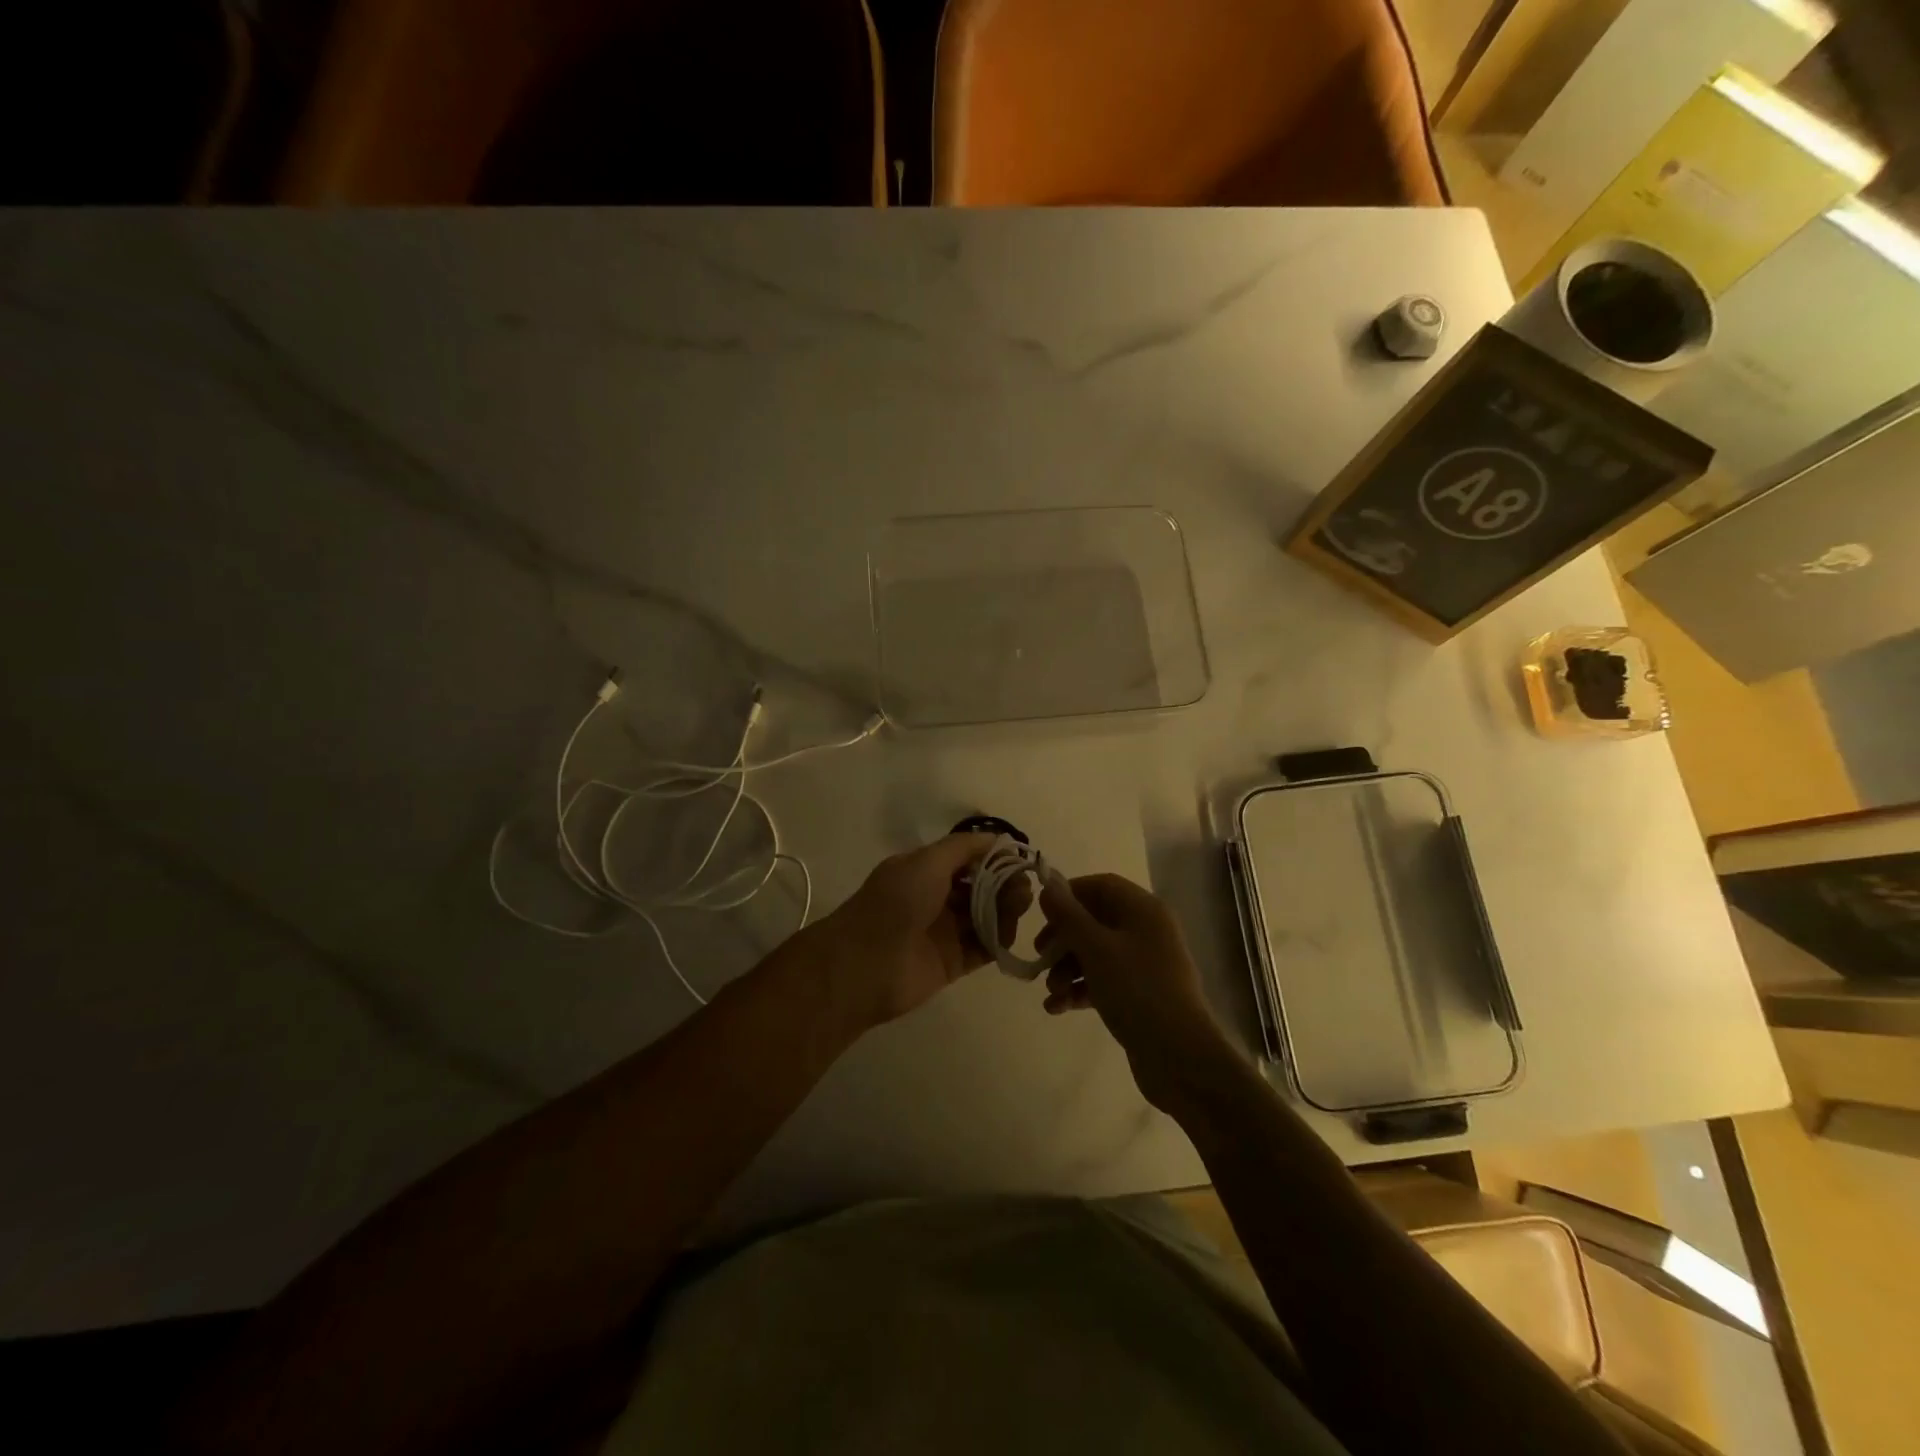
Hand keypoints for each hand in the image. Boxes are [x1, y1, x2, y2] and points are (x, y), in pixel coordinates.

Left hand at [815, 833, 1028, 1027]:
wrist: (866, 964)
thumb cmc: (896, 903)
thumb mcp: (927, 861)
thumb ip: (963, 847)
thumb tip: (997, 839)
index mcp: (924, 871)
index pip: (967, 859)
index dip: (994, 857)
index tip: (1019, 859)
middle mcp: (935, 898)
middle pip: (980, 888)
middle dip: (1004, 883)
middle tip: (1023, 887)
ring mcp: (944, 932)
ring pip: (985, 916)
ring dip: (1006, 909)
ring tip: (1020, 907)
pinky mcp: (952, 962)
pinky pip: (984, 948)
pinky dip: (1000, 940)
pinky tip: (1010, 933)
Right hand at [1037, 873, 1240, 1112]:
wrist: (1179, 1056)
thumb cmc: (1136, 990)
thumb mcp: (1095, 949)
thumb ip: (1068, 916)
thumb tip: (1048, 887)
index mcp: (1144, 910)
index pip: (1101, 886)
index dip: (1070, 894)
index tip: (1042, 913)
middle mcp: (1147, 931)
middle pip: (1095, 921)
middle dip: (1063, 939)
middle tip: (1039, 956)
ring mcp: (1145, 964)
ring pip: (1096, 953)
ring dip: (1067, 968)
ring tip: (1050, 992)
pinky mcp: (1140, 994)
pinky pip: (1104, 980)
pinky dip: (1080, 989)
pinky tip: (1058, 1008)